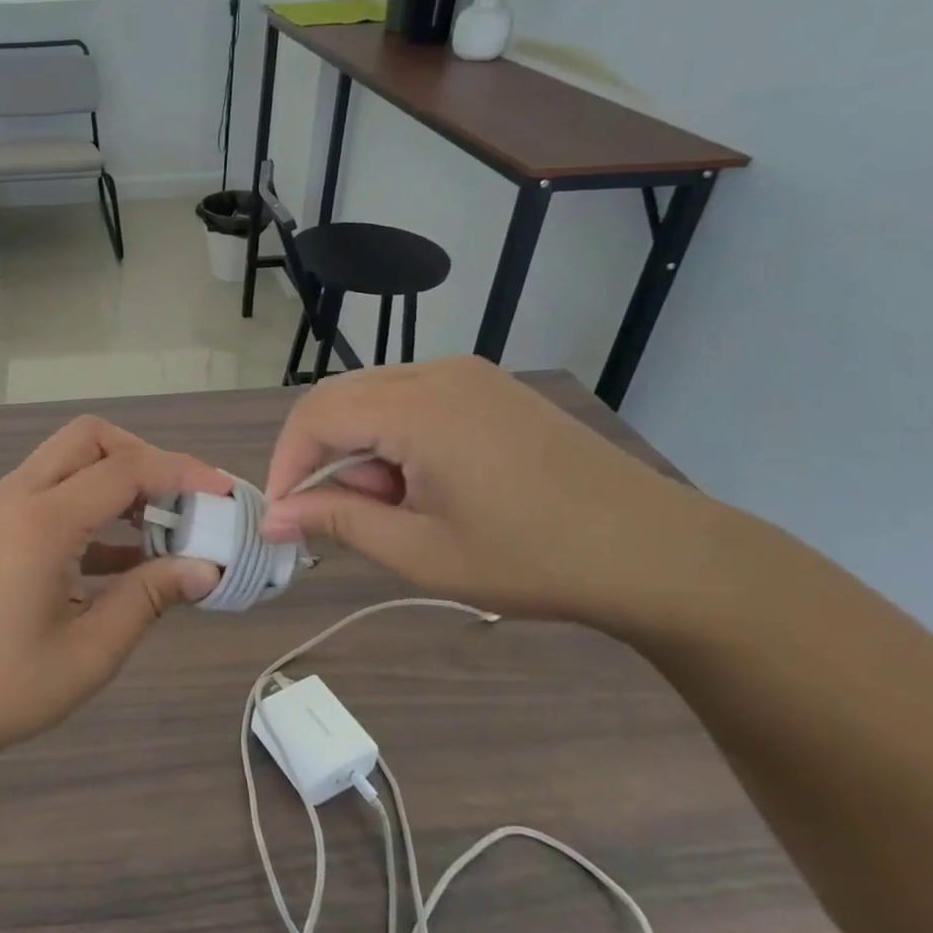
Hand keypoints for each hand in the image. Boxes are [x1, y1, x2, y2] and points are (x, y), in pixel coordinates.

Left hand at [0, 417, 229, 776]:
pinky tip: (122, 557)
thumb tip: (206, 569)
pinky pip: (51, 492)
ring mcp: (0, 509)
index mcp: (41, 520)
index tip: (224, 491)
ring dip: (116, 481)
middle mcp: (18, 496)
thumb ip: (149, 597)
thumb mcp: (90, 650)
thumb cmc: (3, 687)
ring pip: (68, 460)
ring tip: (161, 530)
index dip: (181, 473)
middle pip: (89, 439)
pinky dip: (90, 507)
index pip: (124, 470)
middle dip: (143, 458)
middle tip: (182, 503)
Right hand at [259, 358, 733, 627]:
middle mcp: (436, 373)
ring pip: (372, 398)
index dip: (287, 463)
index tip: (284, 515)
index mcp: (417, 407)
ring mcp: (467, 374)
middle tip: (343, 515)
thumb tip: (274, 517)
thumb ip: (337, 521)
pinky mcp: (488, 387)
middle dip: (323, 456)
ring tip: (396, 506)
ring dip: (360, 449)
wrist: (658, 553)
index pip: (315, 416)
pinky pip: (410, 398)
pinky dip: (393, 438)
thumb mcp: (421, 552)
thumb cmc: (532, 559)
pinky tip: (426, 483)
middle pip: (339, 399)